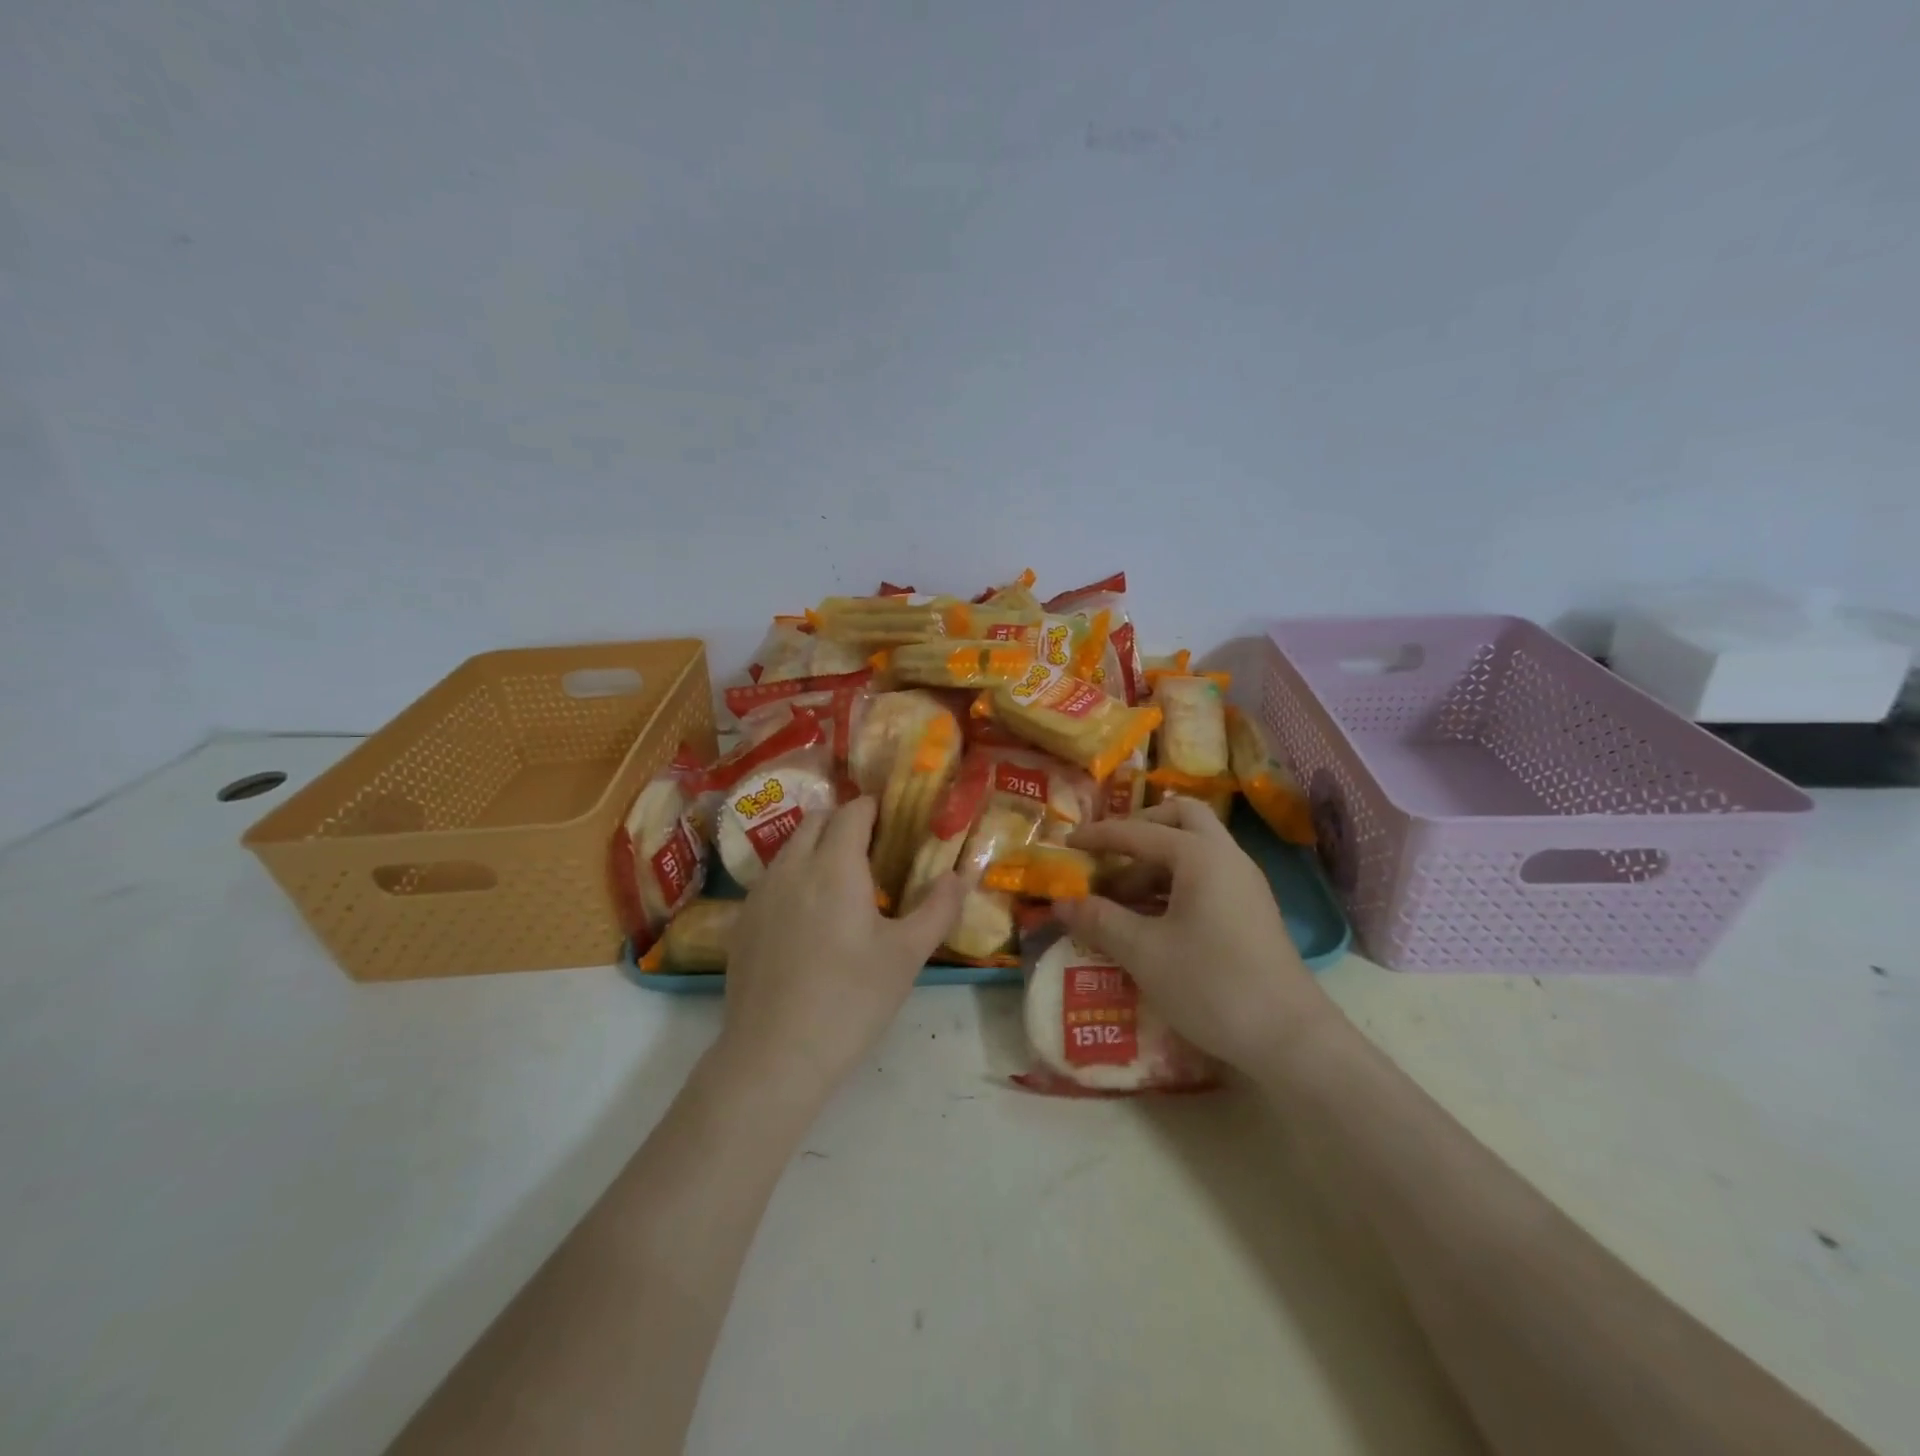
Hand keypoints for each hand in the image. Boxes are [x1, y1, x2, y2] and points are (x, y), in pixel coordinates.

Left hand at [715, 796, 966, 1103]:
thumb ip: (938, 908)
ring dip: (816, 848)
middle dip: (844, 823)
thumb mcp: (907, 955)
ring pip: (790, 848)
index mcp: (835, 866)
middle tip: (872, 852)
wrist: (775, 1055)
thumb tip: (959, 875)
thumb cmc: (852, 1000)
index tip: (893, 824)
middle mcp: (792, 867)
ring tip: (841, 884)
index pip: (853, 812)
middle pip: (816, 820)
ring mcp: (760, 893)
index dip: (874, 810)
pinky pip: (771, 879)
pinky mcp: (742, 921)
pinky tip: (807, 919)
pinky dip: (794, 877)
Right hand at [1059, 798, 1331, 1070]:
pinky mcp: (1252, 911)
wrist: (1290, 1039)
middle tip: (1110, 856)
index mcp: (1199, 855)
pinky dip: (1174, 884)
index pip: (1138, 832)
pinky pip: (1207, 877)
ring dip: (1155, 863)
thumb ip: (1099, 920)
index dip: (1098, 836)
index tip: (1067, 844)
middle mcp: (1227, 857)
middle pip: (1181, 819)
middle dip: (1140, 829)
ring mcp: (1245, 884)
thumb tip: (1061, 903)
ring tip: (1121, 900)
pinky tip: (1152, 920)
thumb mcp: (1143, 953)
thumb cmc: (1211, 984)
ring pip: (1195, 850)